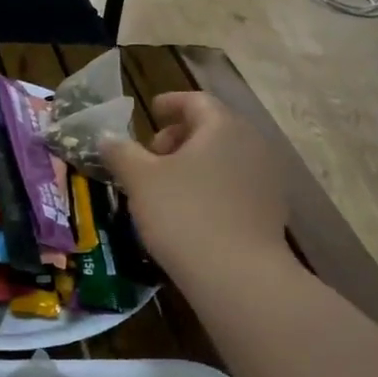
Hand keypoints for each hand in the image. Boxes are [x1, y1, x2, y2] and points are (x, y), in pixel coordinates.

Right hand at [101, 92, 293, 291]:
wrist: (237, 275)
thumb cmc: (183, 214)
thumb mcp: (140, 180)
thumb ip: (121, 152)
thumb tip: (107, 138)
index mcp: (222, 127)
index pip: (196, 101)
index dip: (171, 102)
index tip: (151, 110)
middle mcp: (252, 144)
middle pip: (213, 128)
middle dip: (179, 137)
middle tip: (151, 155)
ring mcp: (267, 178)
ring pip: (225, 158)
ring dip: (195, 164)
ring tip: (166, 186)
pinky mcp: (271, 211)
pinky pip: (235, 185)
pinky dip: (211, 187)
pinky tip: (190, 211)